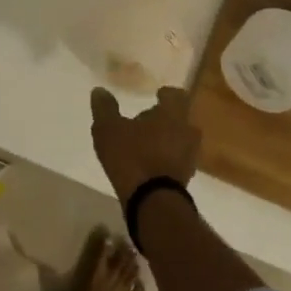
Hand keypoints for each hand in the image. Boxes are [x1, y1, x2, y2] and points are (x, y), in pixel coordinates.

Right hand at [89, 86, 199, 205]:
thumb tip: (99, 90)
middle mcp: (187, 131)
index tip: (157, 95)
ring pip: (181, 140)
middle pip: (180, 118)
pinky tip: (150, 164)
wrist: (152, 201)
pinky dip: (167, 159)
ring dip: (168, 140)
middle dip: (166, 119)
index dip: (166, 94)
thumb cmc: (131, 156)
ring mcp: (190, 156)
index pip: (176, 95)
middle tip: (148, 121)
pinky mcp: (187, 178)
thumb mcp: (108, 129)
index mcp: (172, 114)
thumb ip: (105, 108)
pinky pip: (178, 160)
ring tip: (147, 144)